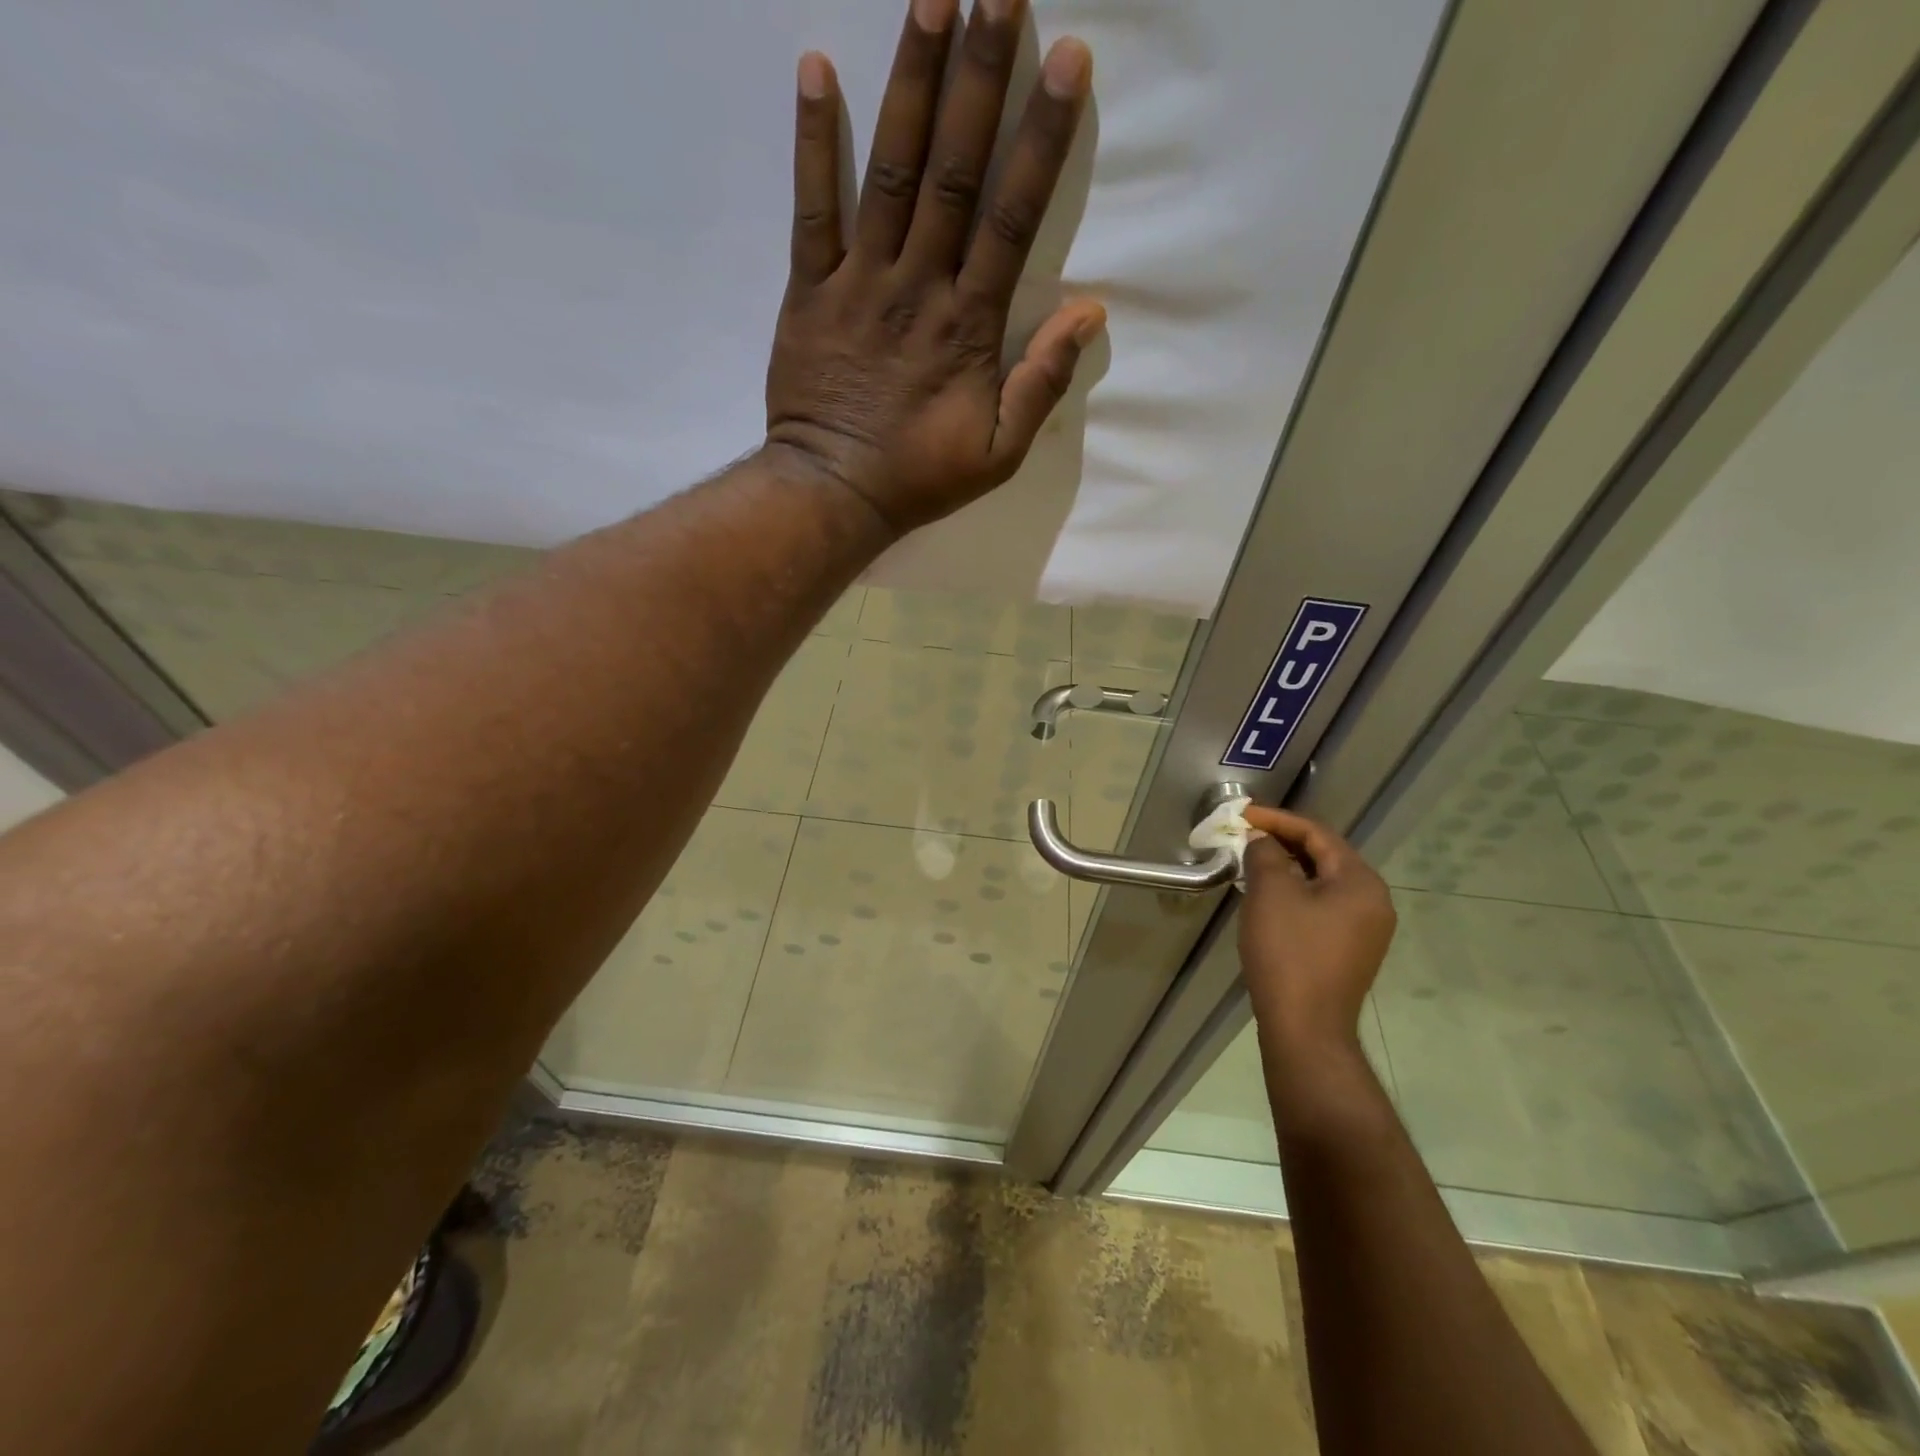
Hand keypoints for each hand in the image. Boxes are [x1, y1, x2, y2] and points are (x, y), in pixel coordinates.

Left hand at [764, 0, 1106, 537]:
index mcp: (969, 325)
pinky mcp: (809, 290)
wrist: (834, 491)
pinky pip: (810, 208)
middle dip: (980, 77)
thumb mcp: (1000, 452)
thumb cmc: (921, 476)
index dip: (1039, 138)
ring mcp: (859, 282)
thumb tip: (1090, 313)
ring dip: (911, 82)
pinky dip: (811, 141)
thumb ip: (1042, 382)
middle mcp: (918, 286)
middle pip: (954, 171)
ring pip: (889, 171)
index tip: (1065, 60)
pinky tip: (815, 68)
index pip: (1012, 217)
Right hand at [1239, 807, 1397, 1050]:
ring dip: (1287, 868)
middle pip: (1324, 857)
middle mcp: (1373, 901)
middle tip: (1245, 836)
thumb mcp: (1271, 893)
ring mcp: (1366, 930)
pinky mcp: (1350, 951)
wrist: (1305, 1027)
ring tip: (1251, 863)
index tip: (1242, 815)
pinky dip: (1295, 893)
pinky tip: (1268, 898)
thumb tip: (1262, 840)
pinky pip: (1322, 907)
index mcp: (1361, 881)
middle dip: (1282, 843)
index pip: (1318, 834)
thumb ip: (1266, 854)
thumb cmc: (1288, 952)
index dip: (1277, 820)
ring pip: (1322, 883)